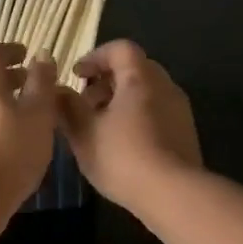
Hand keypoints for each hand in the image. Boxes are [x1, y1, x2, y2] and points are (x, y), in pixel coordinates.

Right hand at [56, 40, 202, 212]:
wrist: (174, 194)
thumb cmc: (123, 157)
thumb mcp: (84, 133)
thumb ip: (68, 107)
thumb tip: (57, 91)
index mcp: (140, 78)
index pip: (120, 49)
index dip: (95, 57)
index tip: (77, 75)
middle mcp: (165, 86)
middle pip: (135, 68)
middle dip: (107, 80)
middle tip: (85, 102)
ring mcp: (179, 110)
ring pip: (147, 92)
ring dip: (121, 100)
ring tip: (100, 127)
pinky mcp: (185, 133)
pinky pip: (157, 112)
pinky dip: (137, 116)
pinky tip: (122, 144)